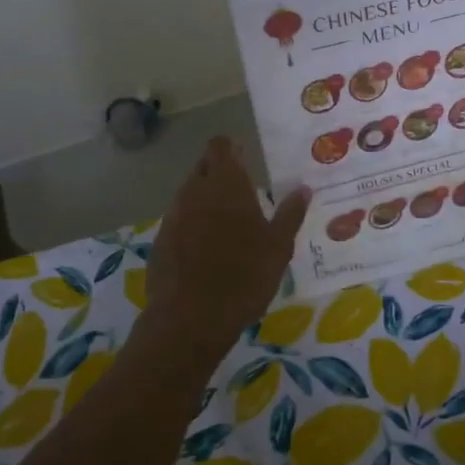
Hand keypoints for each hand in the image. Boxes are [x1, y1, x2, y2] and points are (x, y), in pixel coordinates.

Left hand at [145, 138, 309, 356]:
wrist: (190, 318)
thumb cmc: (244, 277)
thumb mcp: (278, 247)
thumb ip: (290, 214)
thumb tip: (303, 188)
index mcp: (226, 185)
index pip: (221, 146)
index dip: (232, 149)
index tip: (246, 159)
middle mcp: (195, 191)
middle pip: (204, 167)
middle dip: (220, 172)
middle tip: (243, 192)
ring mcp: (173, 215)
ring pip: (189, 193)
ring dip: (205, 199)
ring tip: (227, 223)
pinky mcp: (160, 240)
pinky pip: (179, 220)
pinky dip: (192, 224)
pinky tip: (206, 248)